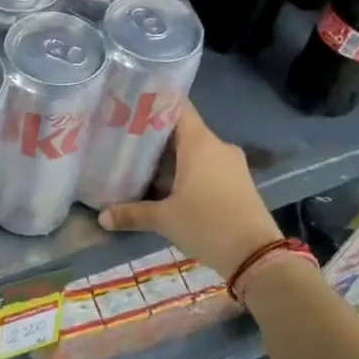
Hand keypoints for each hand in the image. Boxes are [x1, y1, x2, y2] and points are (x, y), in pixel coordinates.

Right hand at [96, 102, 281, 280]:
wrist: (256, 256)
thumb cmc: (207, 225)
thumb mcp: (165, 220)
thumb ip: (132, 214)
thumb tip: (101, 217)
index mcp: (200, 143)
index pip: (178, 107)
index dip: (155, 103)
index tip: (130, 105)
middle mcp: (217, 146)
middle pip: (183, 130)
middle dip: (155, 135)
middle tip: (124, 139)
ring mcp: (231, 164)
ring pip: (195, 150)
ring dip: (171, 156)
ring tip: (140, 163)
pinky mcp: (238, 181)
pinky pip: (207, 166)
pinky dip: (187, 170)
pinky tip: (166, 184)